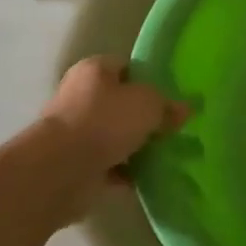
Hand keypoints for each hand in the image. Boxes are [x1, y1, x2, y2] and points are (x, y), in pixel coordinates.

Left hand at [30, 57, 184, 221]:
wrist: (61, 170)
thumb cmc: (105, 121)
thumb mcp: (149, 104)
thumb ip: (168, 106)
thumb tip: (184, 110)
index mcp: (94, 70)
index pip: (126, 67)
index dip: (149, 80)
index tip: (171, 97)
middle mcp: (80, 96)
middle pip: (120, 103)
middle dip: (143, 116)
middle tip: (172, 127)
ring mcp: (76, 133)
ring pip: (115, 135)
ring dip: (135, 146)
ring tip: (166, 154)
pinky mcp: (76, 165)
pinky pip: (109, 165)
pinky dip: (126, 172)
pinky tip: (149, 177)